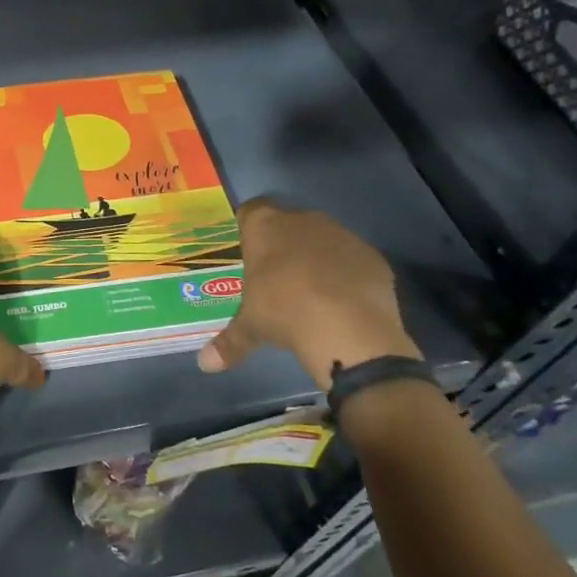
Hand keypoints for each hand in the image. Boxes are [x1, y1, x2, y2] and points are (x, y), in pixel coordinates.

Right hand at [198, 200, 420, 386]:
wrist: (347, 327)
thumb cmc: (283, 312)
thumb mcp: (250, 329)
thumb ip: (228, 342)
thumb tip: (205, 364)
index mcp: (264, 226)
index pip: (250, 211)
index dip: (249, 229)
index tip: (248, 252)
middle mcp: (301, 220)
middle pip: (287, 223)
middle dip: (282, 244)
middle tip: (275, 275)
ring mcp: (340, 234)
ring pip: (322, 238)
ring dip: (315, 257)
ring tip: (311, 291)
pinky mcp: (371, 255)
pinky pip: (351, 259)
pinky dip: (346, 273)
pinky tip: (343, 300)